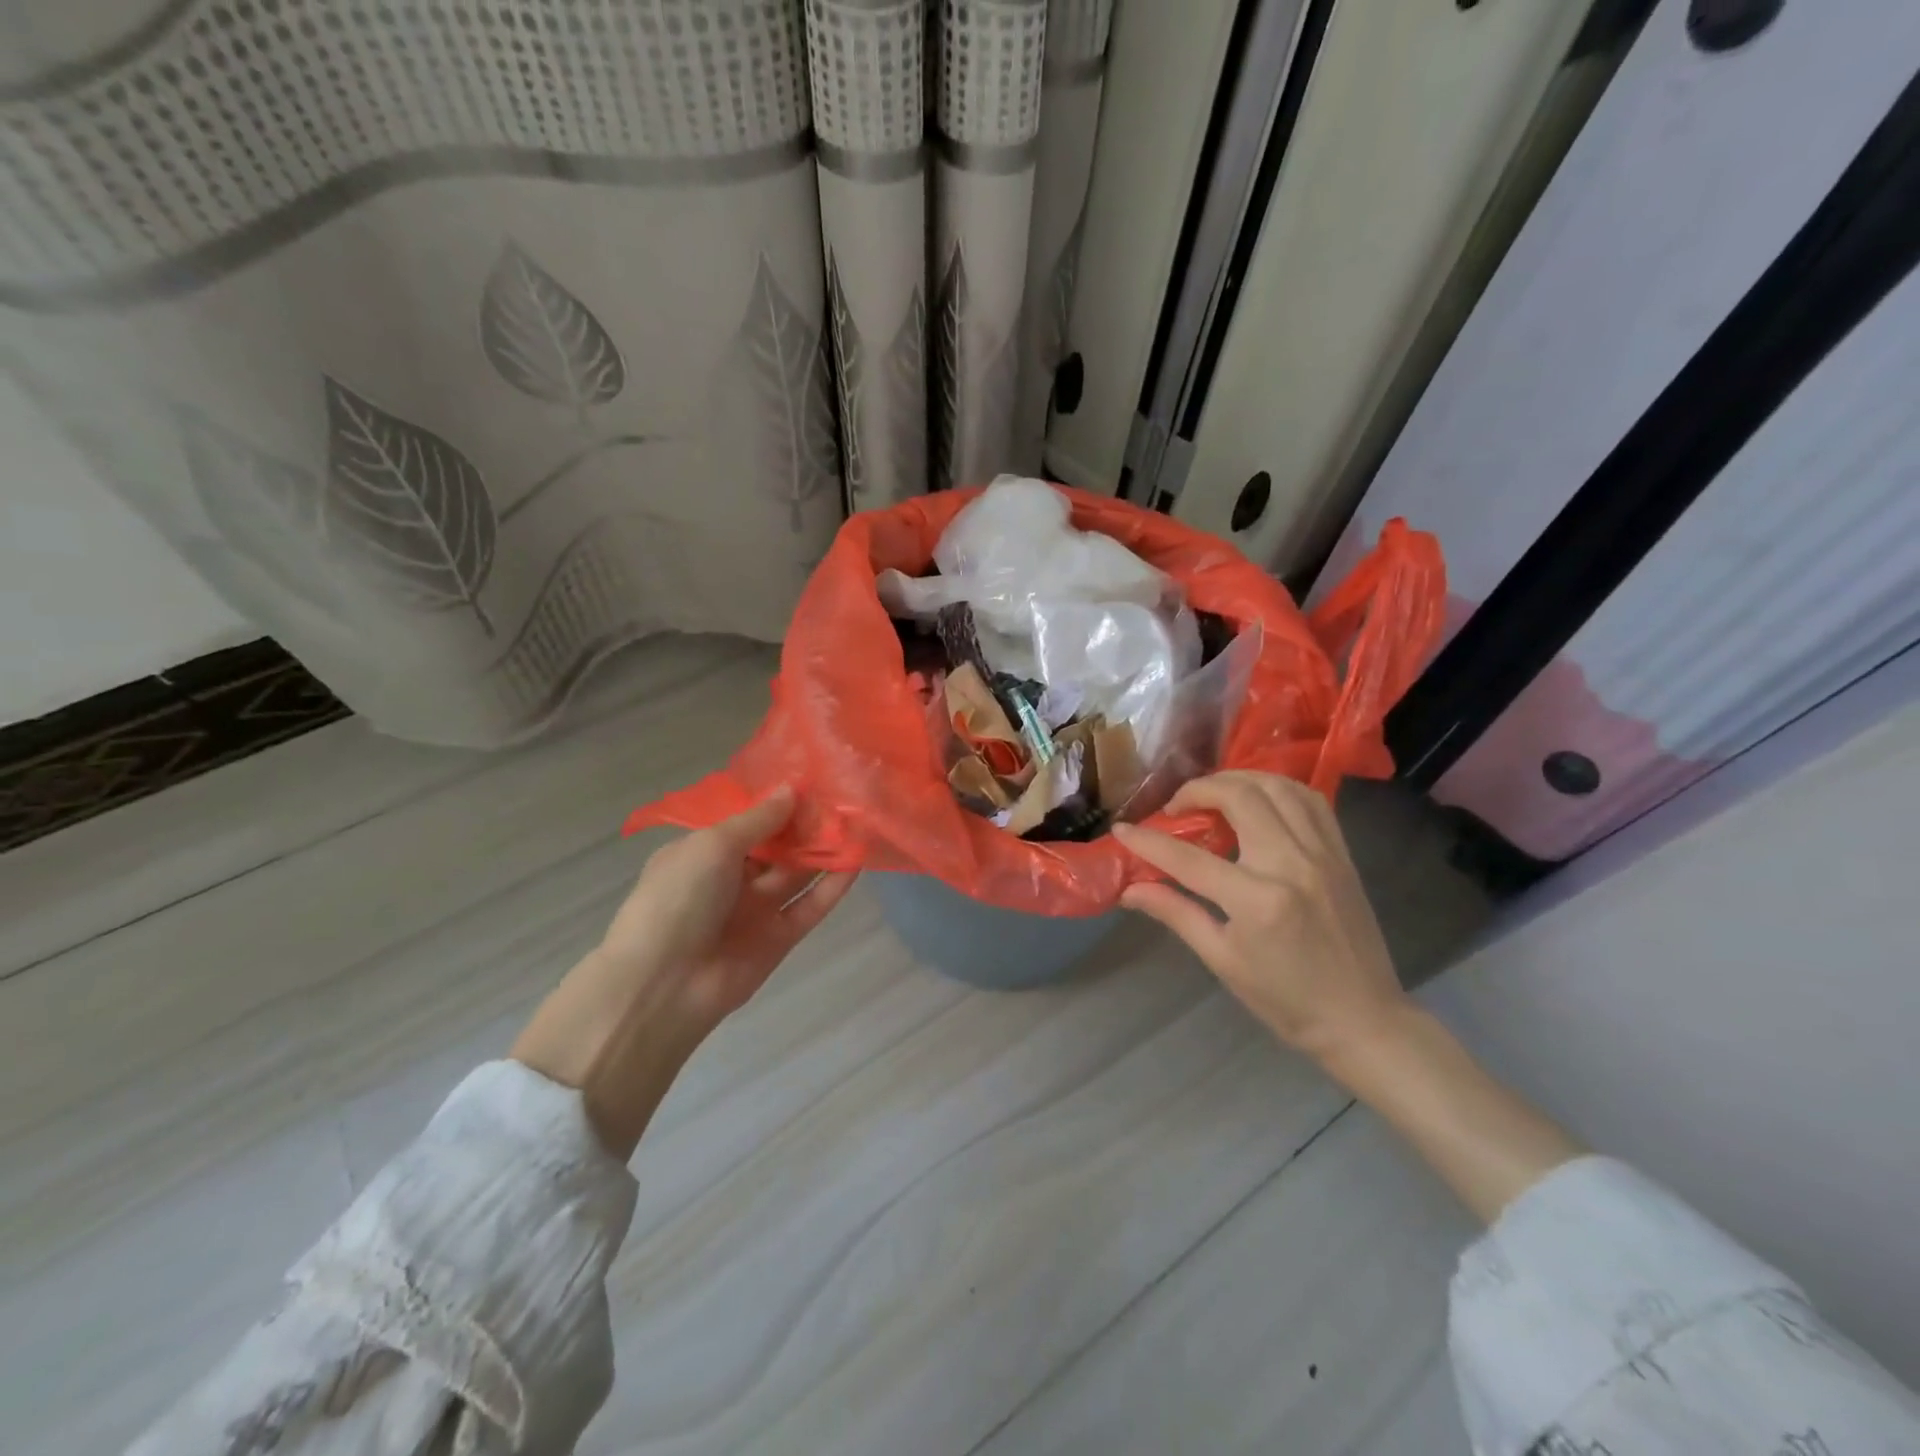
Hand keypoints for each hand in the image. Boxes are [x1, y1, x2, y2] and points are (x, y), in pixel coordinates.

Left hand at [512, 787, 855, 1154]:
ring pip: (798, 873)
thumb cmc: (678, 898)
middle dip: (807, 824)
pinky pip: (811, 906)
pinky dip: (834, 886)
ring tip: (860, 821)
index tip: (813, 779)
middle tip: (844, 796)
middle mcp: (731, 878)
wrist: (664, 984)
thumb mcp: (713, 845)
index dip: (777, 802)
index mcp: (703, 852)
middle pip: (777, 846)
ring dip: (825, 850)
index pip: (747, 821)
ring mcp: (756, 909)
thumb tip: (791, 790)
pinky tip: (859, 860)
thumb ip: (758, 819)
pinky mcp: (780, 938)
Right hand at [1112, 771, 1405, 1063]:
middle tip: (1175, 808)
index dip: (1148, 841)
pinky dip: (1277, 788)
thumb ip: (1176, 913)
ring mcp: (1322, 854)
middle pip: (1238, 797)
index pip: (1187, 857)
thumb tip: (1129, 890)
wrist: (1363, 1019)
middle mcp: (1291, 864)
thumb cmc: (1285, 999)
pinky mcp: (1341, 853)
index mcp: (1257, 900)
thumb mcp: (1222, 960)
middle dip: (1197, 790)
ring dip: (1237, 779)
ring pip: (1277, 786)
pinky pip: (1310, 800)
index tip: (1122, 830)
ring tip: (1213, 795)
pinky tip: (1258, 799)